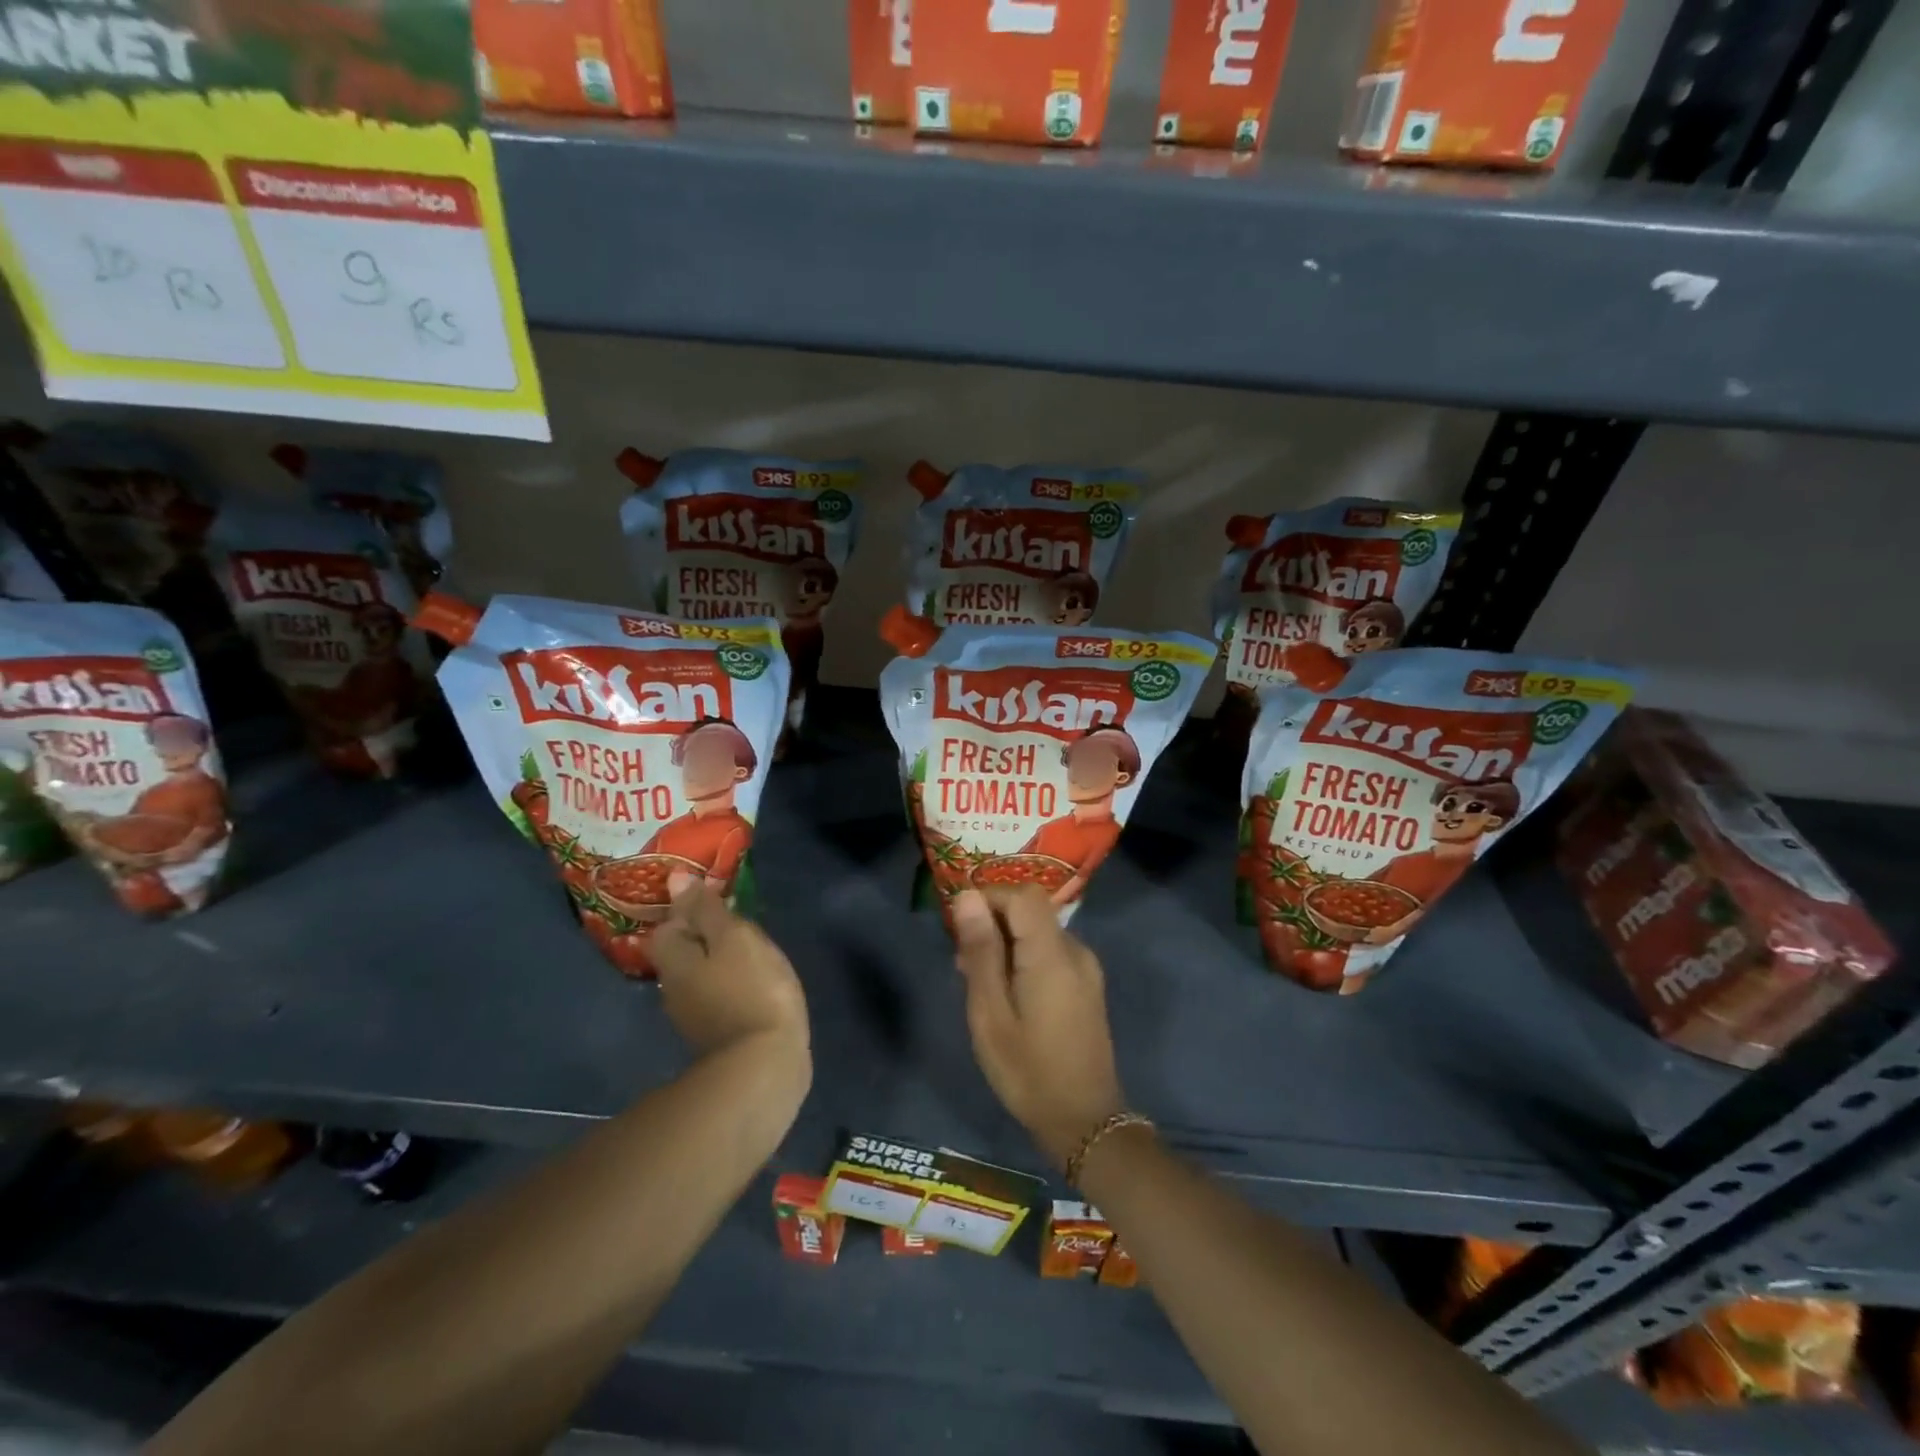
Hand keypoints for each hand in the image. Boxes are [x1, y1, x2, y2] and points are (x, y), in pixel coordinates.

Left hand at [651, 885, 809, 1061]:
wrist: (764, 1066)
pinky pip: (717, 997)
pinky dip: (732, 985)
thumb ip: (706, 909)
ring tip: (752, 951)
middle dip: (705, 935)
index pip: (667, 924)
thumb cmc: (752, 988)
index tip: (720, 901)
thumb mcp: (734, 937)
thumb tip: (675, 880)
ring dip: (719, 961)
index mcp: (673, 959)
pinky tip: (754, 984)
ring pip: (700, 975)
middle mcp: (673, 988)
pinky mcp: (716, 1037)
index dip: (690, 909)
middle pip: (681, 951)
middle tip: (739, 923)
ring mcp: (693, 1017)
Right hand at [952, 888, 1126, 1169]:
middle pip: (1032, 911)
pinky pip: (1051, 952)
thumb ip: (981, 952)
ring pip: (1039, 932)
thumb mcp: (990, 1014)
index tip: (960, 926)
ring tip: (978, 982)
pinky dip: (1024, 958)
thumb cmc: (1028, 1071)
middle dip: (993, 923)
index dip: (990, 898)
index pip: (1023, 895)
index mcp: (1053, 954)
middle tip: (963, 963)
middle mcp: (1076, 951)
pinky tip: (1005, 994)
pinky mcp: (1087, 985)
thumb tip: (968, 897)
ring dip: (1006, 943)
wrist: (1085, 1122)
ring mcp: (1086, 968)